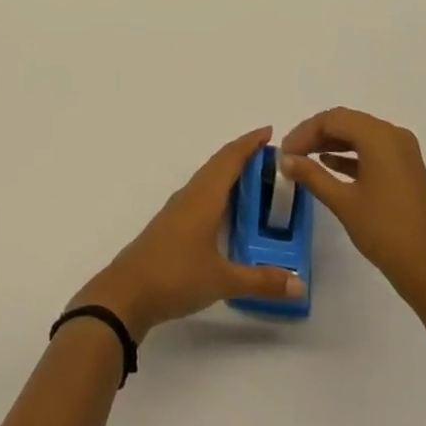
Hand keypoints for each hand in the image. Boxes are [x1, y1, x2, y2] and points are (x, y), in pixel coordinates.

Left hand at [70, 127, 306, 341]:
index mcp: (204, 197)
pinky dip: (218, 191)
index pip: (230, 159)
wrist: (126, 294)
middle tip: (271, 157)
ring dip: (229, 172)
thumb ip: (261, 281)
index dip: (249, 143)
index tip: (269, 131)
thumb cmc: (175, 276)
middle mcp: (191, 195)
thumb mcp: (222, 280)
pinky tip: (226, 209)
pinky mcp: (171, 225)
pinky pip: (201, 194)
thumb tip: (300, 285)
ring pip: (208, 179)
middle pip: (218, 163)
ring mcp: (178, 209)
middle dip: (243, 154)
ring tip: (255, 179)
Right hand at [280, 107, 425, 311]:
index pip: (333, 119)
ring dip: (331, 144)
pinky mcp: (407, 169)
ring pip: (359, 135)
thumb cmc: (386, 233)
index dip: (304, 132)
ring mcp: (403, 152)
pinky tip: (330, 166)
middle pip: (347, 122)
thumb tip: (284, 159)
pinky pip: (372, 150)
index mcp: (379, 136)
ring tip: (304, 160)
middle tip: (291, 154)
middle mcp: (393, 135)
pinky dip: (350, 155)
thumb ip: (312, 175)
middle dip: (316, 135)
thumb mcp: (344, 202)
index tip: (284, 152)